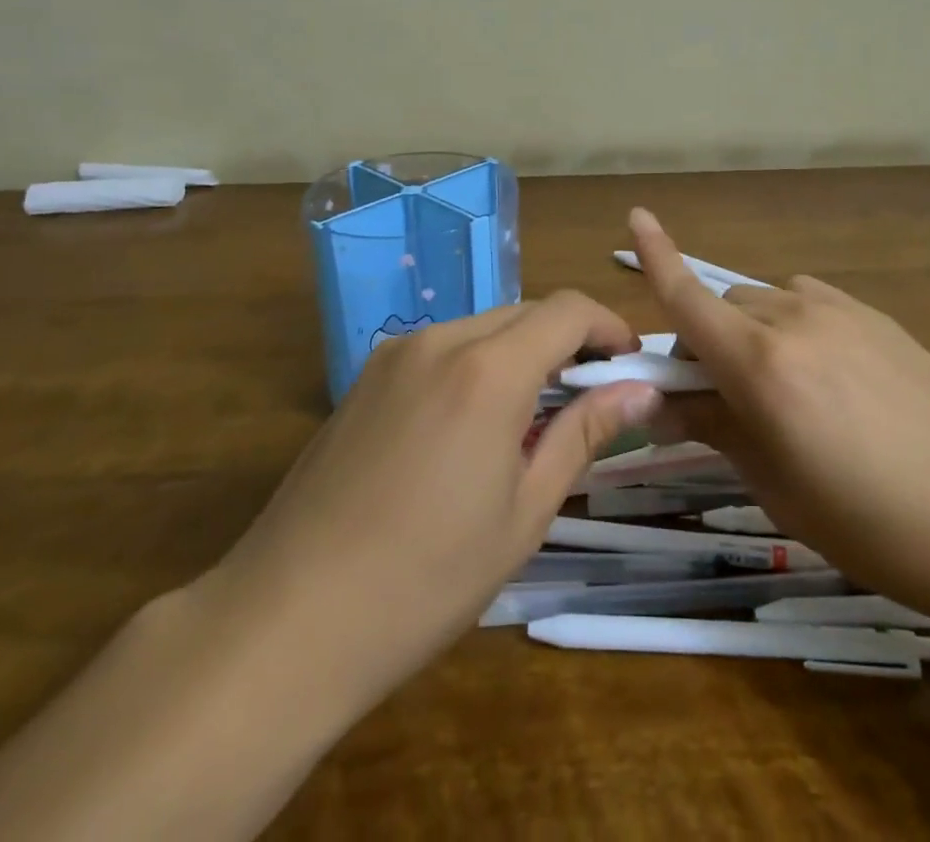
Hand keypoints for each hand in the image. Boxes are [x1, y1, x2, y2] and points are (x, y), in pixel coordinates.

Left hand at [197, 292, 661, 712]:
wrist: (288, 619)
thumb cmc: (427, 578)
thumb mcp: (524, 512)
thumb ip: (584, 434)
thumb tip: (641, 390)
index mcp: (487, 370)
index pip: (567, 309)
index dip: (608, 326)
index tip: (629, 364)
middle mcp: (440, 341)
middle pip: (525, 312)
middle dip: (567, 342)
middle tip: (588, 400)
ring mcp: (394, 355)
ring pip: (481, 328)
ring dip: (520, 353)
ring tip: (530, 420)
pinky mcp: (364, 378)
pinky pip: (440, 349)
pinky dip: (475, 366)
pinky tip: (469, 428)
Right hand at [630, 208, 929, 635]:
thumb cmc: (876, 525)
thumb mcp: (778, 487)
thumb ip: (716, 429)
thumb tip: (663, 403)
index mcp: (762, 364)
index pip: (688, 298)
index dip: (655, 257)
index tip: (634, 217)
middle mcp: (795, 320)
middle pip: (724, 307)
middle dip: (705, 339)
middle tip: (717, 396)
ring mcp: (842, 313)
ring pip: (766, 304)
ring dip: (750, 332)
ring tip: (779, 389)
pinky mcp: (878, 318)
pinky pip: (809, 304)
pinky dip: (792, 326)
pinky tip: (825, 374)